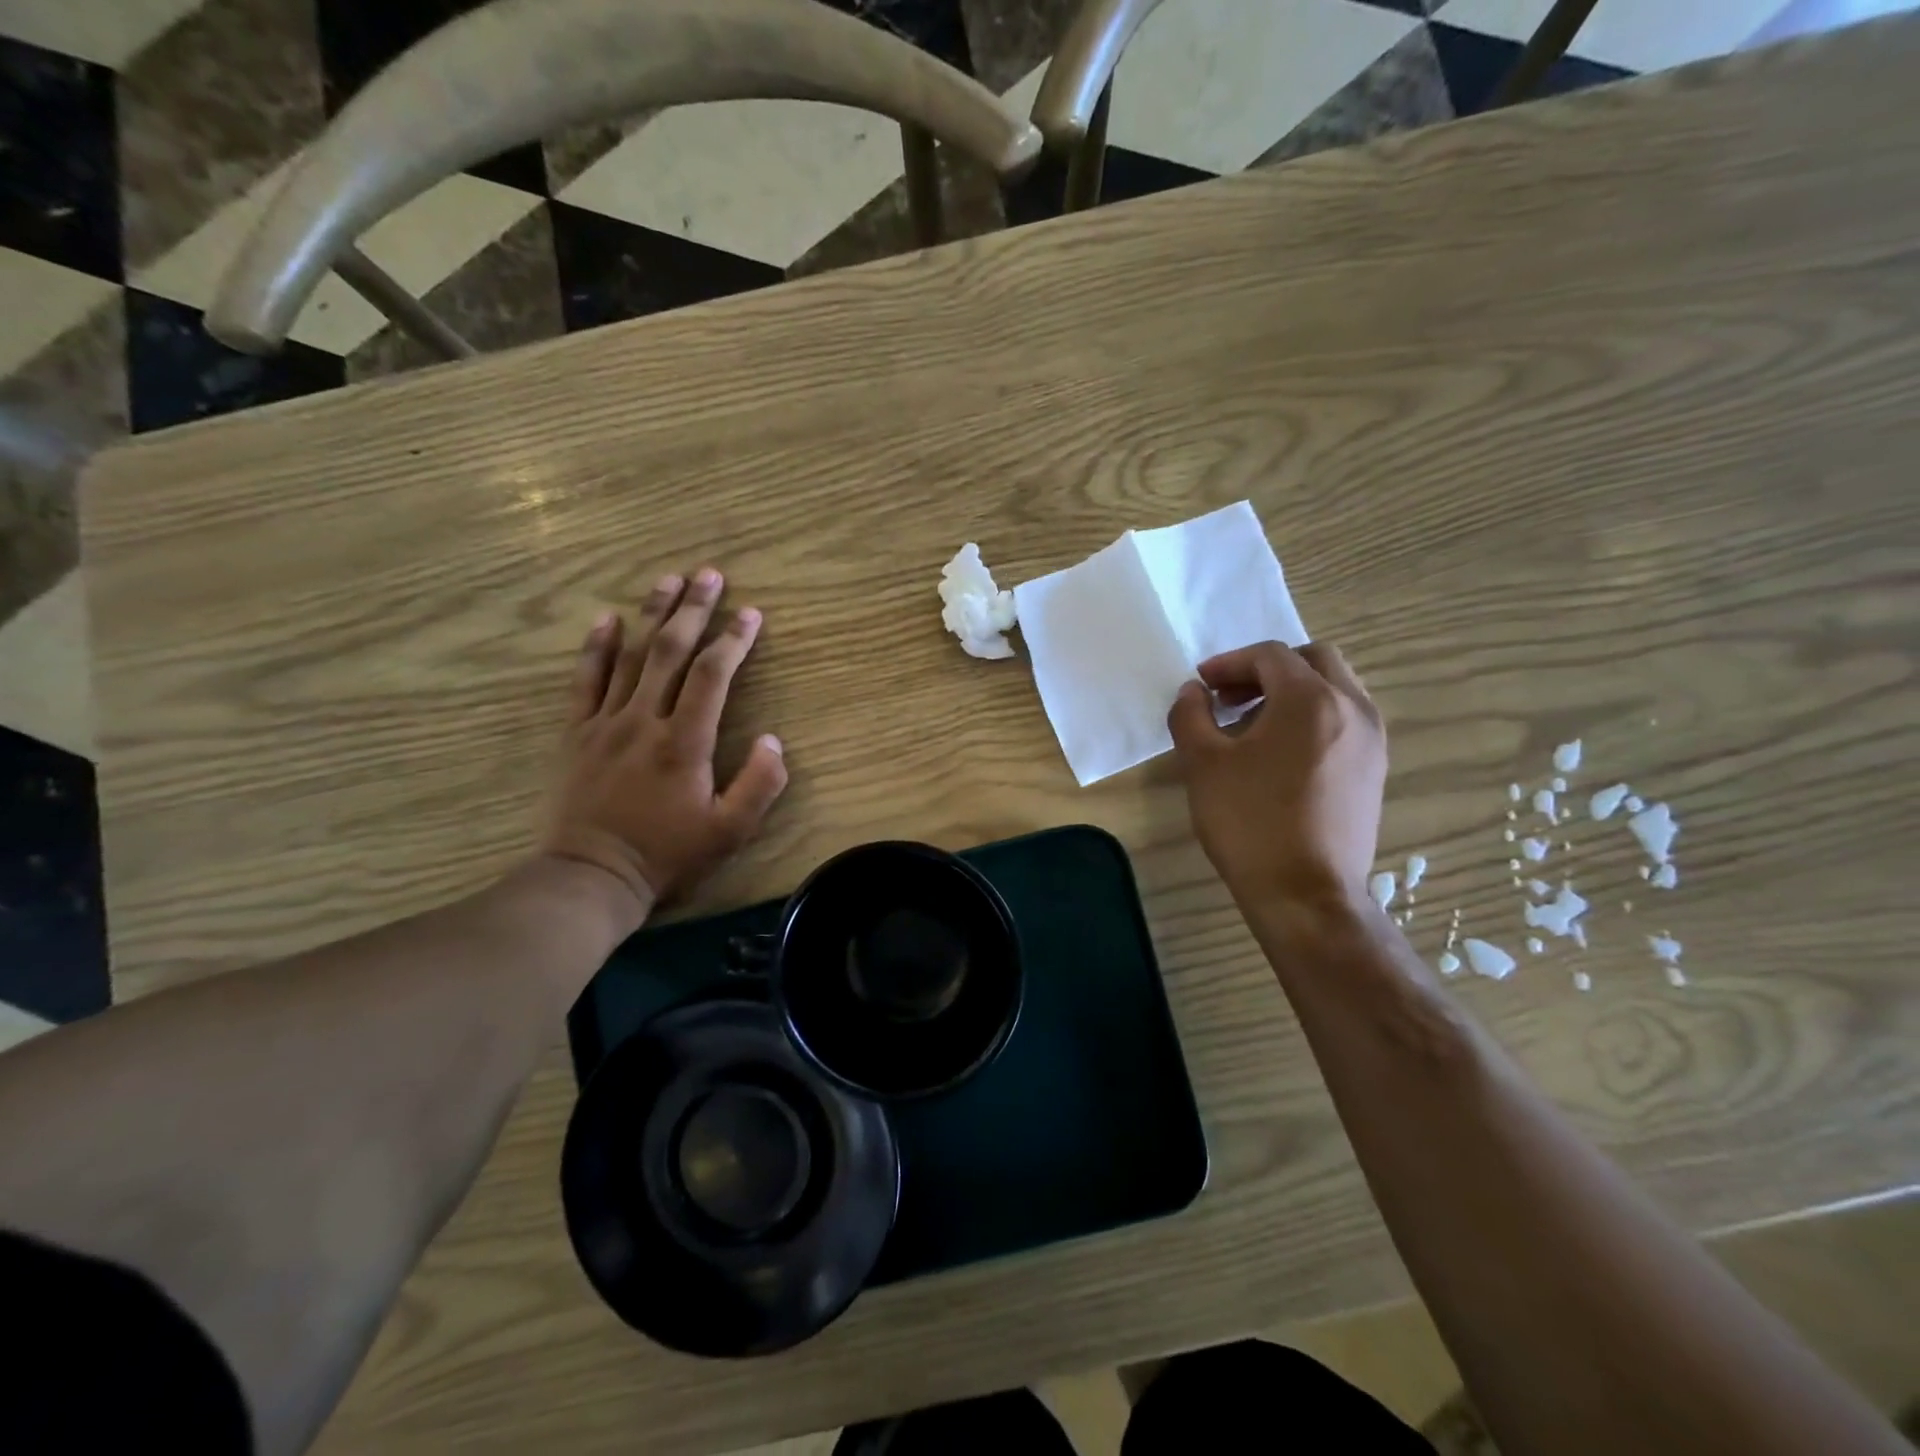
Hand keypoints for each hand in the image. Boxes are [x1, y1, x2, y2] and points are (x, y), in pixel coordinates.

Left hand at [539, 568, 787, 916]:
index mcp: (684, 742)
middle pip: (670, 651)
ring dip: (652, 614)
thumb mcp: (729, 832)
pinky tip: (607, 619)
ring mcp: (606, 723)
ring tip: (669, 579)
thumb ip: (760, 785)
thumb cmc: (667, 855)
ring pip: (631, 657)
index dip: (733, 640)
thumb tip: (774, 740)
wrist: (591, 877)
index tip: (751, 613)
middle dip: (693, 609)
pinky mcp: (577, 733)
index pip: (712, 676)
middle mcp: (644, 721)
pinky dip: (596, 647)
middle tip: (709, 574)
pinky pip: (586, 680)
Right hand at [1167, 641, 1385, 913]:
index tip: (1202, 685)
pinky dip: (1312, 717)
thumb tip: (1195, 692)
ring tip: (1251, 727)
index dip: (1230, 663)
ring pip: (1335, 689)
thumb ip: (1191, 715)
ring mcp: (1371, 741)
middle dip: (1267, 670)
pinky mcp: (1375, 770)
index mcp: (1311, 699)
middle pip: (1313, 661)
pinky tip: (1279, 754)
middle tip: (1231, 697)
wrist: (1306, 894)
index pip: (1270, 656)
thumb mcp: (1203, 764)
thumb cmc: (1250, 822)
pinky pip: (1345, 720)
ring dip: (1292, 692)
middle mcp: (1352, 708)